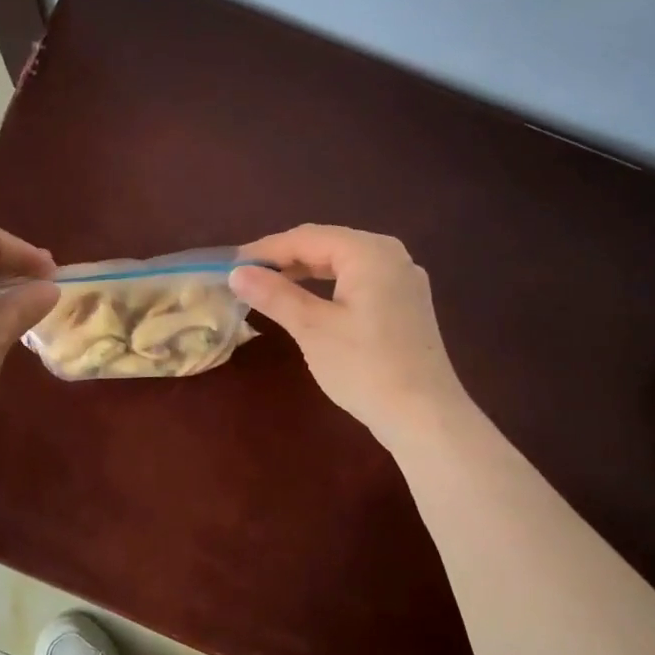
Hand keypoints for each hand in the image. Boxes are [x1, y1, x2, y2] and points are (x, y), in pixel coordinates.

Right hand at [230, 225, 470, 442]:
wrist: (423, 416)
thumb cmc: (365, 367)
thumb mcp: (312, 328)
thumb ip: (275, 295)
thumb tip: (237, 273)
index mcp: (370, 252)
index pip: (307, 238)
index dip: (266, 249)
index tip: (230, 265)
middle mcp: (392, 256)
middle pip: (328, 245)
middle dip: (285, 258)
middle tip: (246, 277)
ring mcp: (404, 281)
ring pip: (344, 264)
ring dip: (305, 272)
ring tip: (270, 287)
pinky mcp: (406, 305)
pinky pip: (359, 282)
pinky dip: (328, 287)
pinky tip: (310, 302)